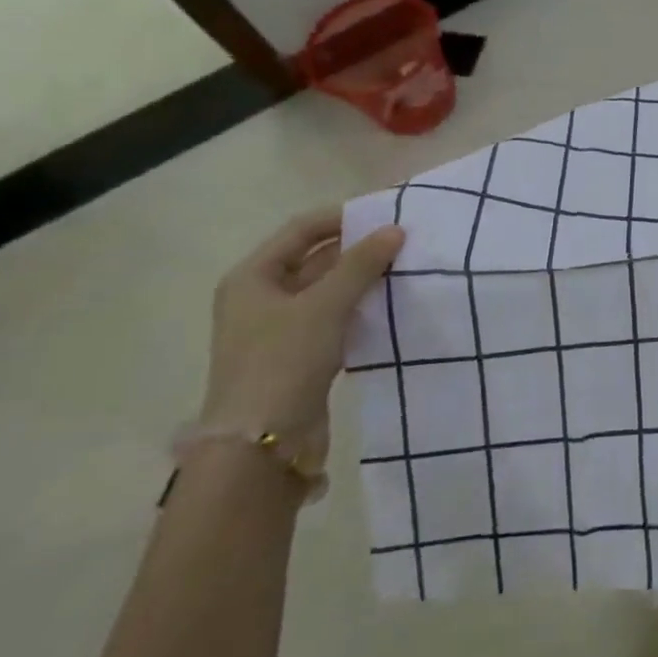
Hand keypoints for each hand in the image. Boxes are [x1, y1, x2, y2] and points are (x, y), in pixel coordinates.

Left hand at [198, 208, 405, 468]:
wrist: (261, 443)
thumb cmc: (283, 361)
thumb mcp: (325, 305)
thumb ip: (361, 264)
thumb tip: (395, 229)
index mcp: (252, 277)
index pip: (301, 229)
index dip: (342, 217)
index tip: (386, 213)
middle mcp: (261, 297)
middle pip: (315, 259)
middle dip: (357, 249)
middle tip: (403, 240)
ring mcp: (279, 329)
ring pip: (327, 290)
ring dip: (361, 279)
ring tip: (405, 268)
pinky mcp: (299, 355)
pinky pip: (334, 318)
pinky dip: (359, 308)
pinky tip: (390, 305)